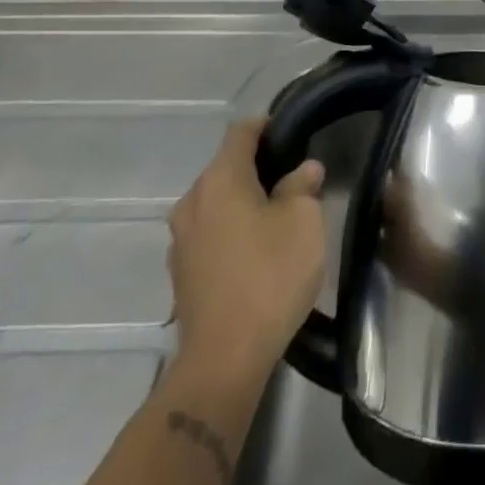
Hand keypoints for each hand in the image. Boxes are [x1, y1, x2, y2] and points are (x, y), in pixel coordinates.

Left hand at [168, 119, 325, 378]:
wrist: (224, 359)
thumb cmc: (269, 276)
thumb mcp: (303, 222)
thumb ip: (303, 186)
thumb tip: (303, 170)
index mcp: (219, 180)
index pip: (241, 132)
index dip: (267, 125)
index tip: (293, 131)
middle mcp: (192, 201)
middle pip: (226, 167)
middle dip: (259, 166)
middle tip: (295, 177)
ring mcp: (181, 239)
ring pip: (217, 202)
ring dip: (245, 201)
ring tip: (279, 215)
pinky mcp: (182, 272)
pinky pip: (211, 232)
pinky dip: (232, 230)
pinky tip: (258, 251)